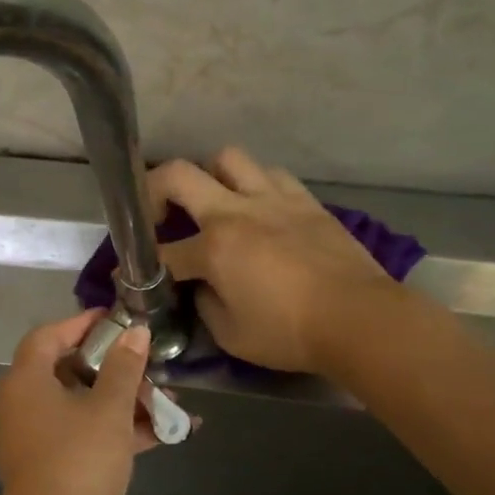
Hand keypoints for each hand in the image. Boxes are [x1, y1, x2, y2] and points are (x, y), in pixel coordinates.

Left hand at [0, 309, 156, 494]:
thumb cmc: (79, 461)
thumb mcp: (109, 409)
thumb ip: (124, 368)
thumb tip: (135, 332)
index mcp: (26, 383)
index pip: (47, 337)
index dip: (80, 324)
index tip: (117, 320)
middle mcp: (24, 407)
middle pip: (67, 371)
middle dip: (113, 367)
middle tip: (147, 363)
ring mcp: (38, 440)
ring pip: (82, 407)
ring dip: (123, 402)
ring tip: (167, 400)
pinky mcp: (55, 468)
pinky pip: (87, 437)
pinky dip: (119, 432)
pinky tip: (165, 433)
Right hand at [147, 147, 401, 373]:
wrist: (359, 318)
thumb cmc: (290, 333)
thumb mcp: (232, 335)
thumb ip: (205, 305)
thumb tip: (200, 288)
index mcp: (214, 248)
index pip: (163, 252)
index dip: (142, 268)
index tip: (135, 277)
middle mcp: (236, 211)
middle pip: (177, 174)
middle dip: (153, 190)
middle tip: (157, 216)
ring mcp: (273, 198)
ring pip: (227, 158)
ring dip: (210, 177)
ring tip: (213, 204)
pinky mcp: (304, 200)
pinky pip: (270, 174)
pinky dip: (254, 185)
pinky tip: (259, 209)